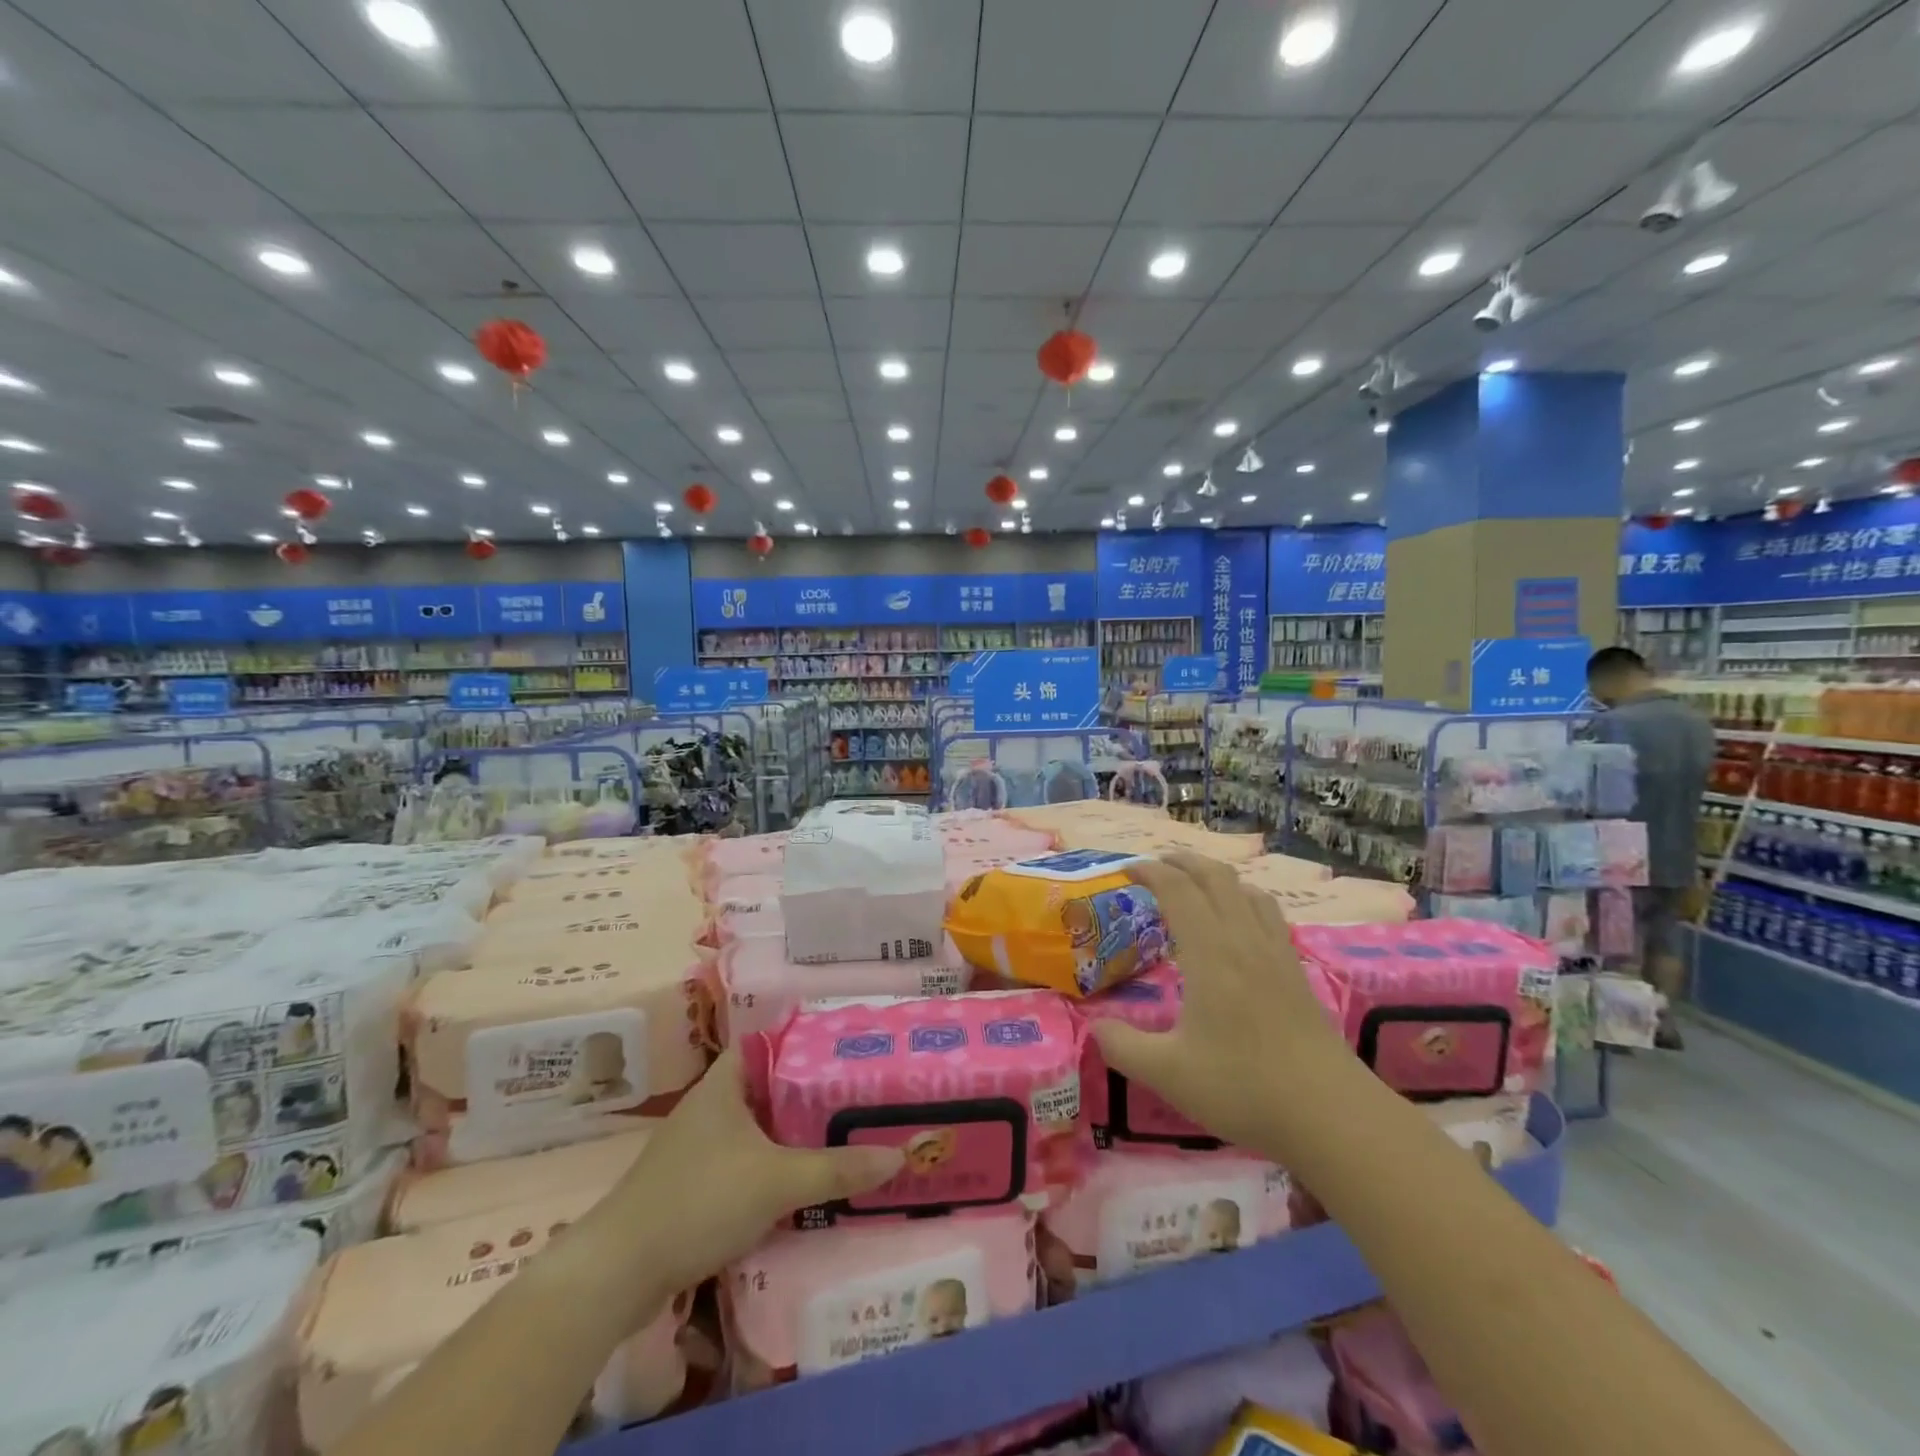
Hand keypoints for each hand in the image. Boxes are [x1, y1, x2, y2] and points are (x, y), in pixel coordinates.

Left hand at [593, 1047, 904, 1302]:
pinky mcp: (696, 1180)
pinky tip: (806, 1177)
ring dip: (796, 1131)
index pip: (775, 1041)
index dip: (812, 1041)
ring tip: (845, 1132)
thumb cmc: (699, 1201)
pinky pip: (748, 1157)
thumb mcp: (777, 1181)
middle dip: (814, 1091)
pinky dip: (776, 1161)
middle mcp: (713, 1103)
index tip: (851, 1049)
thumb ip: (836, 1168)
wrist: (618, 1272)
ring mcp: (701, 1143)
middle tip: (861, 1094)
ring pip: (761, 1124)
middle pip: (773, 1084)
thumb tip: (899, 1156)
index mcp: (726, 1081)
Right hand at [1093, 852, 1348, 1152]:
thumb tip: (1095, 1027)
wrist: (1332, 1115)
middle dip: (1183, 861)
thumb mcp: (1168, 1074)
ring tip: (1195, 884)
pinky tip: (1240, 922)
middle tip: (1156, 865)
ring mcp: (1276, 953)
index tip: (1126, 870)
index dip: (1150, 872)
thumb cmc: (1244, 1088)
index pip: (1178, 891)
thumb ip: (1123, 1047)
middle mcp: (1244, 941)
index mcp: (1210, 954)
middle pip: (1215, 878)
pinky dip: (1244, 898)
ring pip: (1247, 891)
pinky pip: (1269, 914)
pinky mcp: (1297, 972)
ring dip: (1216, 876)